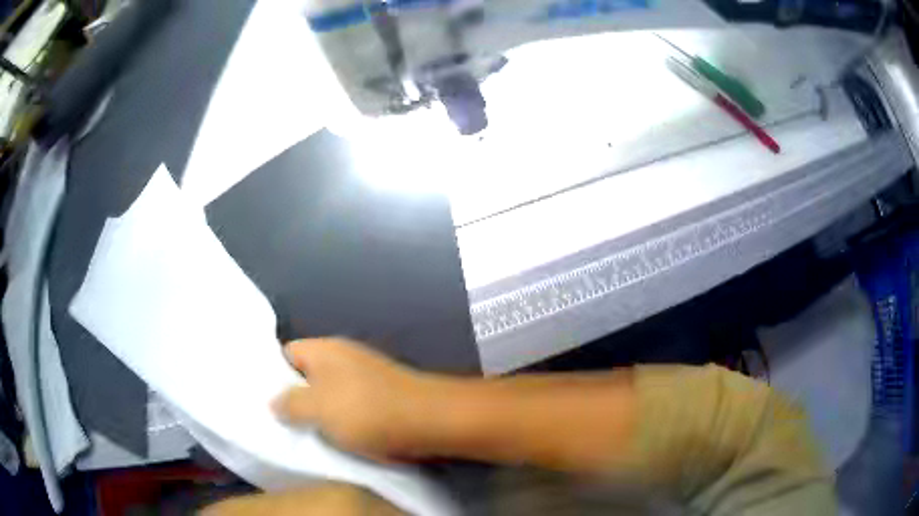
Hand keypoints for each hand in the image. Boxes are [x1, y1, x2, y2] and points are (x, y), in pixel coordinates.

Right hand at [272, 338, 433, 461]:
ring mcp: (364, 376)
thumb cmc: (366, 411)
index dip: (271, 373)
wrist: (428, 421)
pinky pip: (349, 405)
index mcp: (324, 350)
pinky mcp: (380, 396)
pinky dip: (339, 419)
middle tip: (279, 421)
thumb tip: (274, 401)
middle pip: (307, 374)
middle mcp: (343, 357)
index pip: (286, 352)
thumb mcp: (317, 407)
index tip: (261, 398)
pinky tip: (333, 436)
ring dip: (318, 412)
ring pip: (328, 392)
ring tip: (302, 433)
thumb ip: (289, 403)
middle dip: (293, 397)